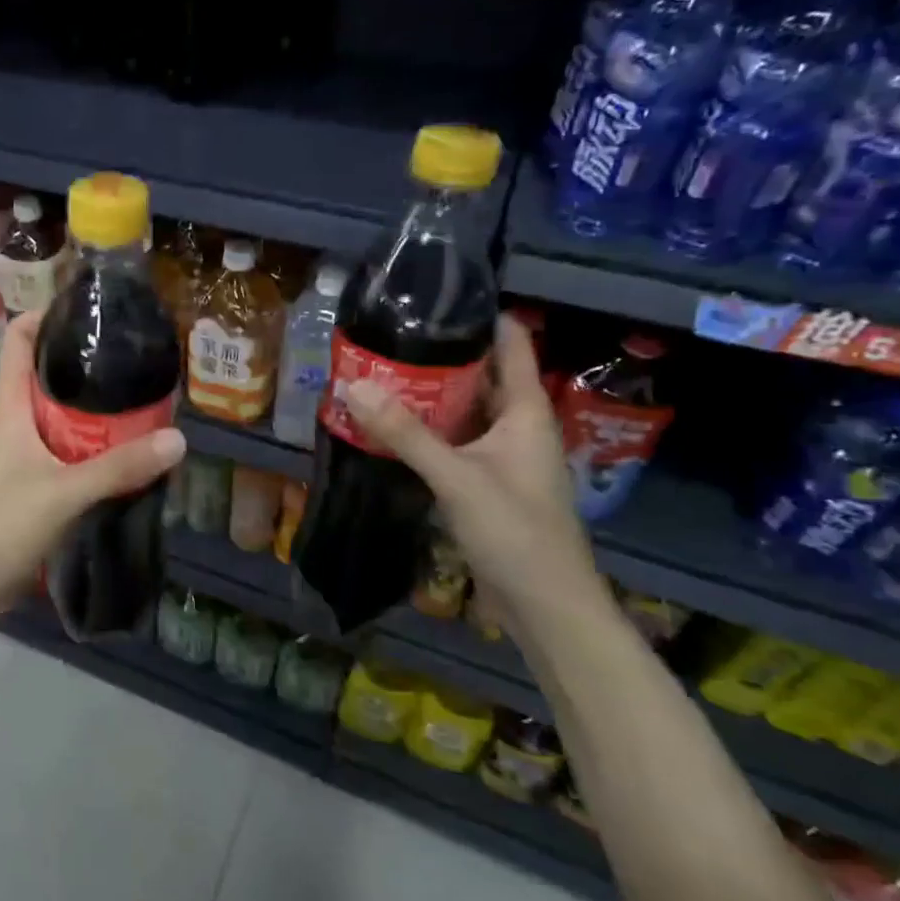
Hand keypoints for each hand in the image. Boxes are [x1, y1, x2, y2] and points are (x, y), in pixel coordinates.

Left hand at [0, 308, 185, 616]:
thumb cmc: (2, 527)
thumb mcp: (65, 493)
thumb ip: (119, 467)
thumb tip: (178, 439)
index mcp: (7, 408)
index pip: (16, 341)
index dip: (44, 316)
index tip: (86, 309)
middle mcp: (9, 422)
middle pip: (42, 374)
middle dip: (81, 362)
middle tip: (129, 357)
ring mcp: (15, 454)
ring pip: (53, 414)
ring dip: (87, 406)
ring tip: (134, 399)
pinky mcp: (24, 482)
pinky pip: (58, 447)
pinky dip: (85, 442)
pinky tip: (117, 452)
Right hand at [345, 313, 604, 621]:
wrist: (545, 605)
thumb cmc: (515, 531)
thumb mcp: (457, 477)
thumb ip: (405, 433)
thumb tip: (353, 386)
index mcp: (527, 412)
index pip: (512, 344)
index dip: (482, 316)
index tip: (437, 295)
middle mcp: (518, 426)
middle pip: (482, 375)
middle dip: (441, 355)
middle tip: (391, 335)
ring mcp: (503, 456)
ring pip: (466, 411)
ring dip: (431, 395)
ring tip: (383, 372)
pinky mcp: (488, 482)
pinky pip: (456, 442)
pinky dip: (429, 430)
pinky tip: (394, 427)